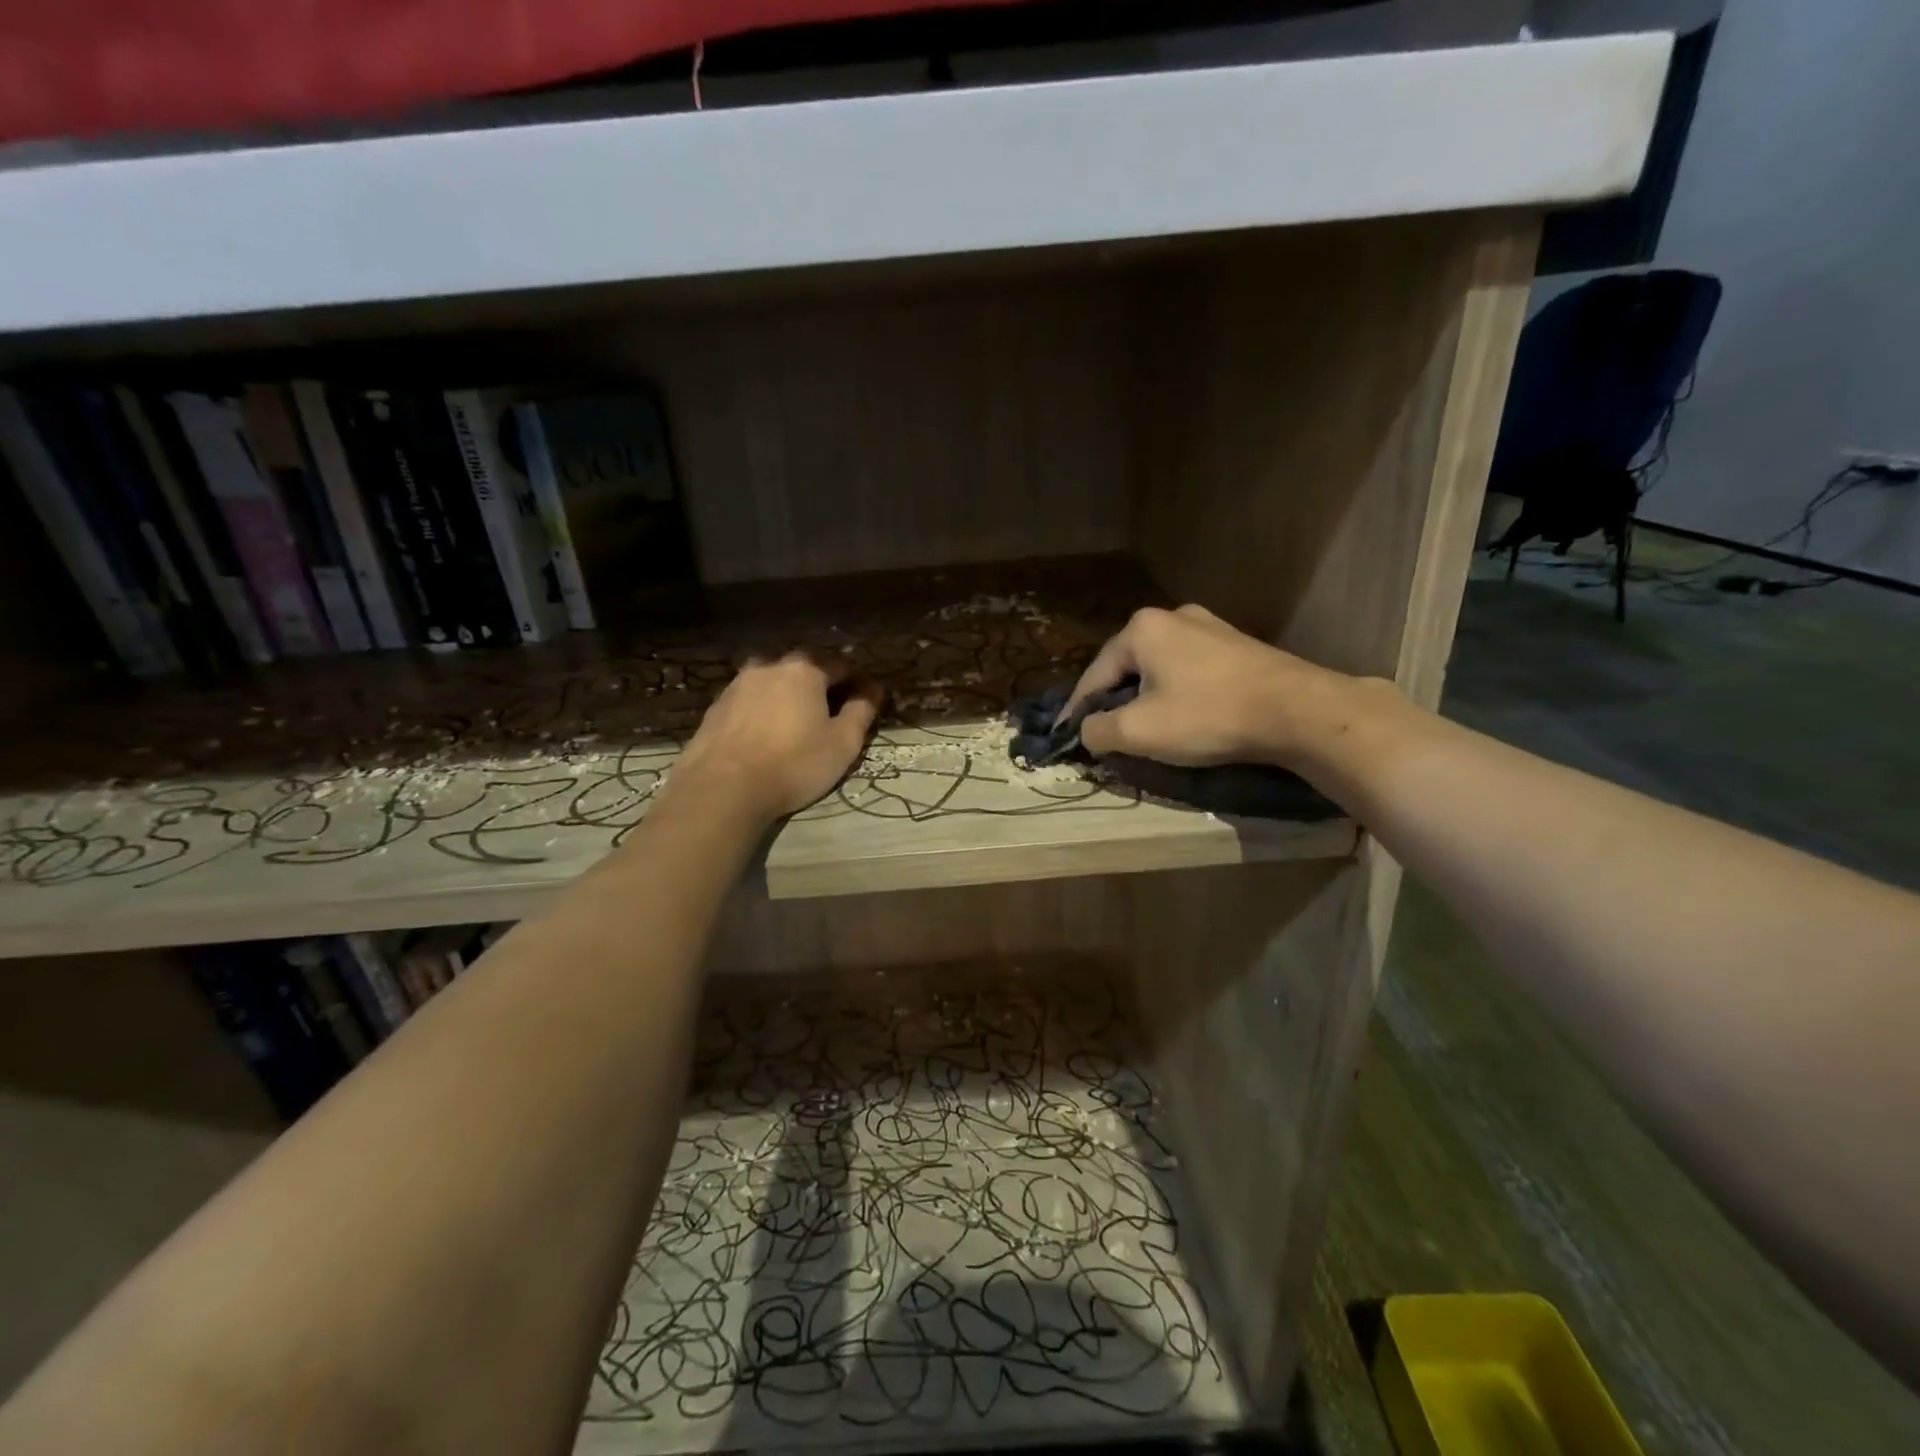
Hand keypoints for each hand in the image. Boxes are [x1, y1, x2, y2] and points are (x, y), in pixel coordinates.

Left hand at [671, 654, 883, 821]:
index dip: (858, 682)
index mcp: (805, 670)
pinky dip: (763, 709)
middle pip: (804, 669)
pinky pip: (750, 700)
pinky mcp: (716, 706)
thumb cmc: (793, 764)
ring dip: (788, 695)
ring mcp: (738, 684)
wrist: (723, 788)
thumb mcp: (843, 743)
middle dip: (821, 685)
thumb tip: (874, 689)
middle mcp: (770, 666)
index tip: (866, 702)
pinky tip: (765, 734)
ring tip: (796, 723)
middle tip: (831, 714)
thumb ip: (862, 711)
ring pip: (773, 682)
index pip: (841, 665)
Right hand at [1062, 605, 1377, 768]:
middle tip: (1105, 733)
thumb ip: (1098, 730)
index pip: (1094, 675)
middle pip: (1126, 667)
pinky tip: (1184, 714)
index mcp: (1141, 629)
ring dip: (1146, 697)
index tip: (1065, 737)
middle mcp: (1171, 616)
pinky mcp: (1236, 644)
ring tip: (1143, 727)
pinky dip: (1177, 692)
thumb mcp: (1139, 731)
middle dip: (1113, 701)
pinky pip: (1189, 669)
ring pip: (1159, 668)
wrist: (1298, 711)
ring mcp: (1209, 626)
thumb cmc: (1209, 716)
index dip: (1076, 710)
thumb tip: (1086, 730)